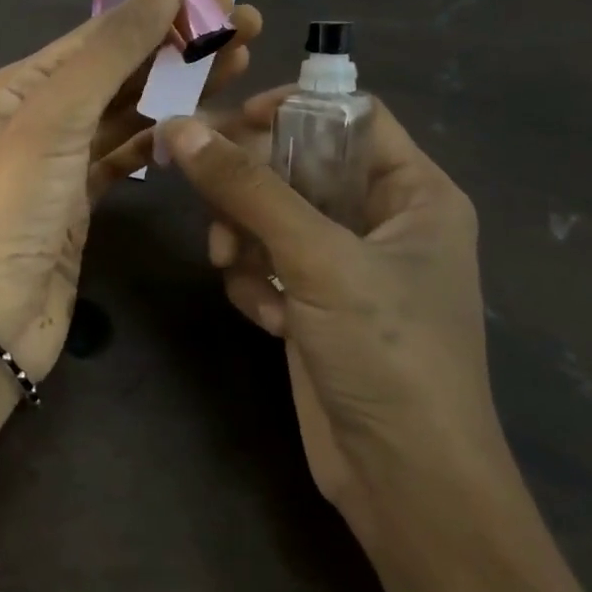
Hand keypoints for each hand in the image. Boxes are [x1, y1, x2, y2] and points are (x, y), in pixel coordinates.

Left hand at [0, 0, 260, 379]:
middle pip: (117, 71)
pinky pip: (126, 155)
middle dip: (179, 48)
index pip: (97, 36)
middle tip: (250, 28)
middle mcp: (35, 117)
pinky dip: (161, 138)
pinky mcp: (80, 201)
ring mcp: (59, 161)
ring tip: (241, 65)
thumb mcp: (57, 117)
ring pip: (127, 113)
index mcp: (17, 87)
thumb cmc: (15, 207)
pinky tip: (200, 123)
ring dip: (178, 89)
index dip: (159, 13)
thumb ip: (115, 47)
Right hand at [157, 95, 510, 551]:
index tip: (225, 124)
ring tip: (233, 268)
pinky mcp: (313, 304)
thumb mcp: (317, 258)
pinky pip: (265, 263)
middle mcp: (382, 220)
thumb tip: (178, 127)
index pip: (348, 114)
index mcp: (414, 192)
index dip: (289, 109)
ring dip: (243, 238)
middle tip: (204, 196)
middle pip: (297, 165)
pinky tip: (264, 316)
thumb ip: (247, 188)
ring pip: (270, 216)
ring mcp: (344, 265)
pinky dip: (254, 282)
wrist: (404, 481)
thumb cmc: (387, 353)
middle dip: (249, 187)